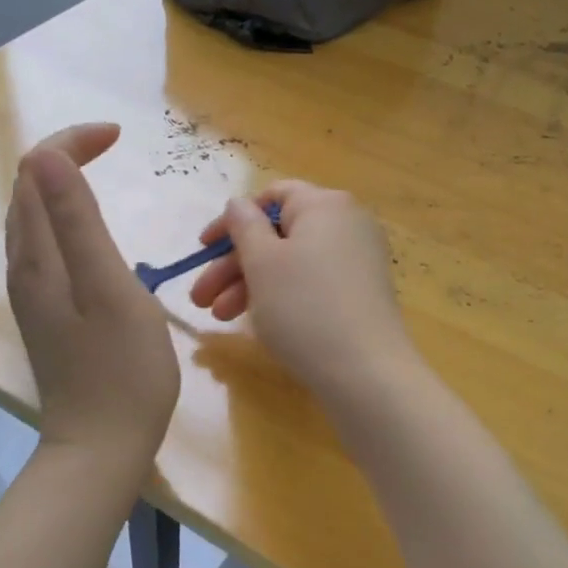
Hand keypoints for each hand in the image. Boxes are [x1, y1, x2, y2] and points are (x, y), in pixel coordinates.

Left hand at [6, 124, 180, 466]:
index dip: (72, 142)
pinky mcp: (46, 312)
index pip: (36, 171)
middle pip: (27, 189)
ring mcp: (32, 293)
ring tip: (101, 171)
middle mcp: (24, 268)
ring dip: (60, 183)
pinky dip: (63, 217)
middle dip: (64, 154)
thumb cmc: (121, 369)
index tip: (120, 136)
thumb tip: (49, 157)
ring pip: (32, 218)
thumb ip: (77, 223)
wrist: (101, 445)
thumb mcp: (109, 289)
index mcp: (38, 257)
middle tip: (113, 144)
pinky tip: (88, 231)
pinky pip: (44, 245)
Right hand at [188, 181, 416, 400]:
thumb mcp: (262, 263)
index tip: (203, 249)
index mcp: (325, 204)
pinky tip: (258, 322)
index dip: (232, 219)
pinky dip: (282, 295)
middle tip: (200, 298)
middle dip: (233, 264)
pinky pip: (312, 282)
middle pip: (279, 233)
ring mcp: (358, 260)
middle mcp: (347, 224)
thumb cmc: (305, 308)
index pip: (272, 195)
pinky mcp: (361, 293)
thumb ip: (244, 226)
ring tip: (220, 318)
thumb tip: (239, 204)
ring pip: (292, 262)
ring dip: (251, 284)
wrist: (367, 372)